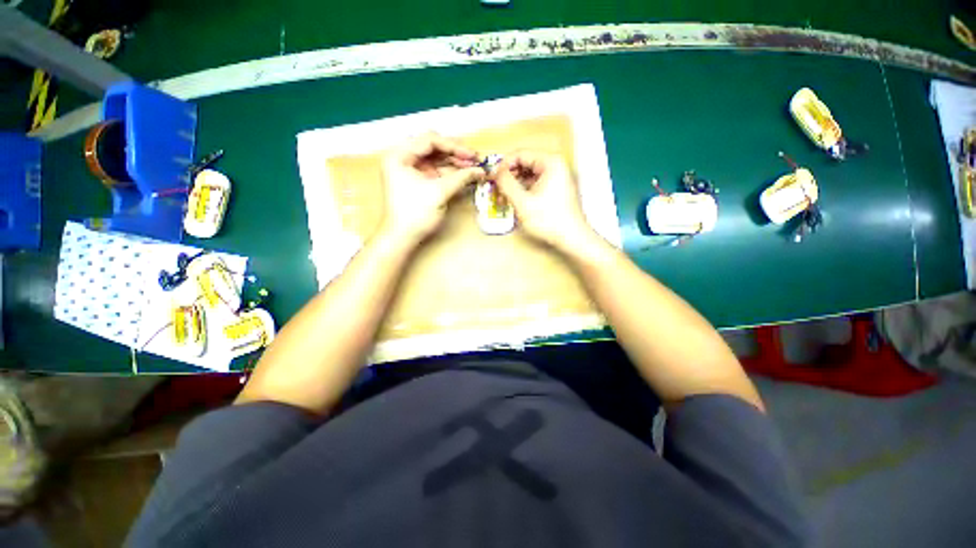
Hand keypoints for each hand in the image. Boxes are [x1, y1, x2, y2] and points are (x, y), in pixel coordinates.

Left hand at [379, 133, 484, 243]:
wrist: (402, 237)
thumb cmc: (415, 213)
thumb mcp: (439, 192)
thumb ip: (460, 178)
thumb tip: (480, 170)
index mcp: (400, 155)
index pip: (430, 140)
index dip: (454, 146)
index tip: (472, 155)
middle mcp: (404, 158)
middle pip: (434, 148)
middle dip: (456, 154)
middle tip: (475, 160)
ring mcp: (412, 170)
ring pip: (437, 160)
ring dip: (455, 163)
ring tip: (474, 168)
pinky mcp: (419, 182)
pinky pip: (437, 172)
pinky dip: (451, 174)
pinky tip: (465, 175)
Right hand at [494, 151, 592, 249]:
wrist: (571, 238)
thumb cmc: (549, 220)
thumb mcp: (522, 201)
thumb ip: (506, 183)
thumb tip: (496, 172)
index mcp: (550, 162)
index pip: (520, 154)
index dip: (503, 165)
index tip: (492, 176)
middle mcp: (556, 166)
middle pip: (525, 164)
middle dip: (508, 177)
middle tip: (496, 189)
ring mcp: (557, 178)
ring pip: (529, 175)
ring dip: (514, 185)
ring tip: (503, 198)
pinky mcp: (556, 189)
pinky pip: (535, 184)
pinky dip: (524, 191)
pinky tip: (515, 202)